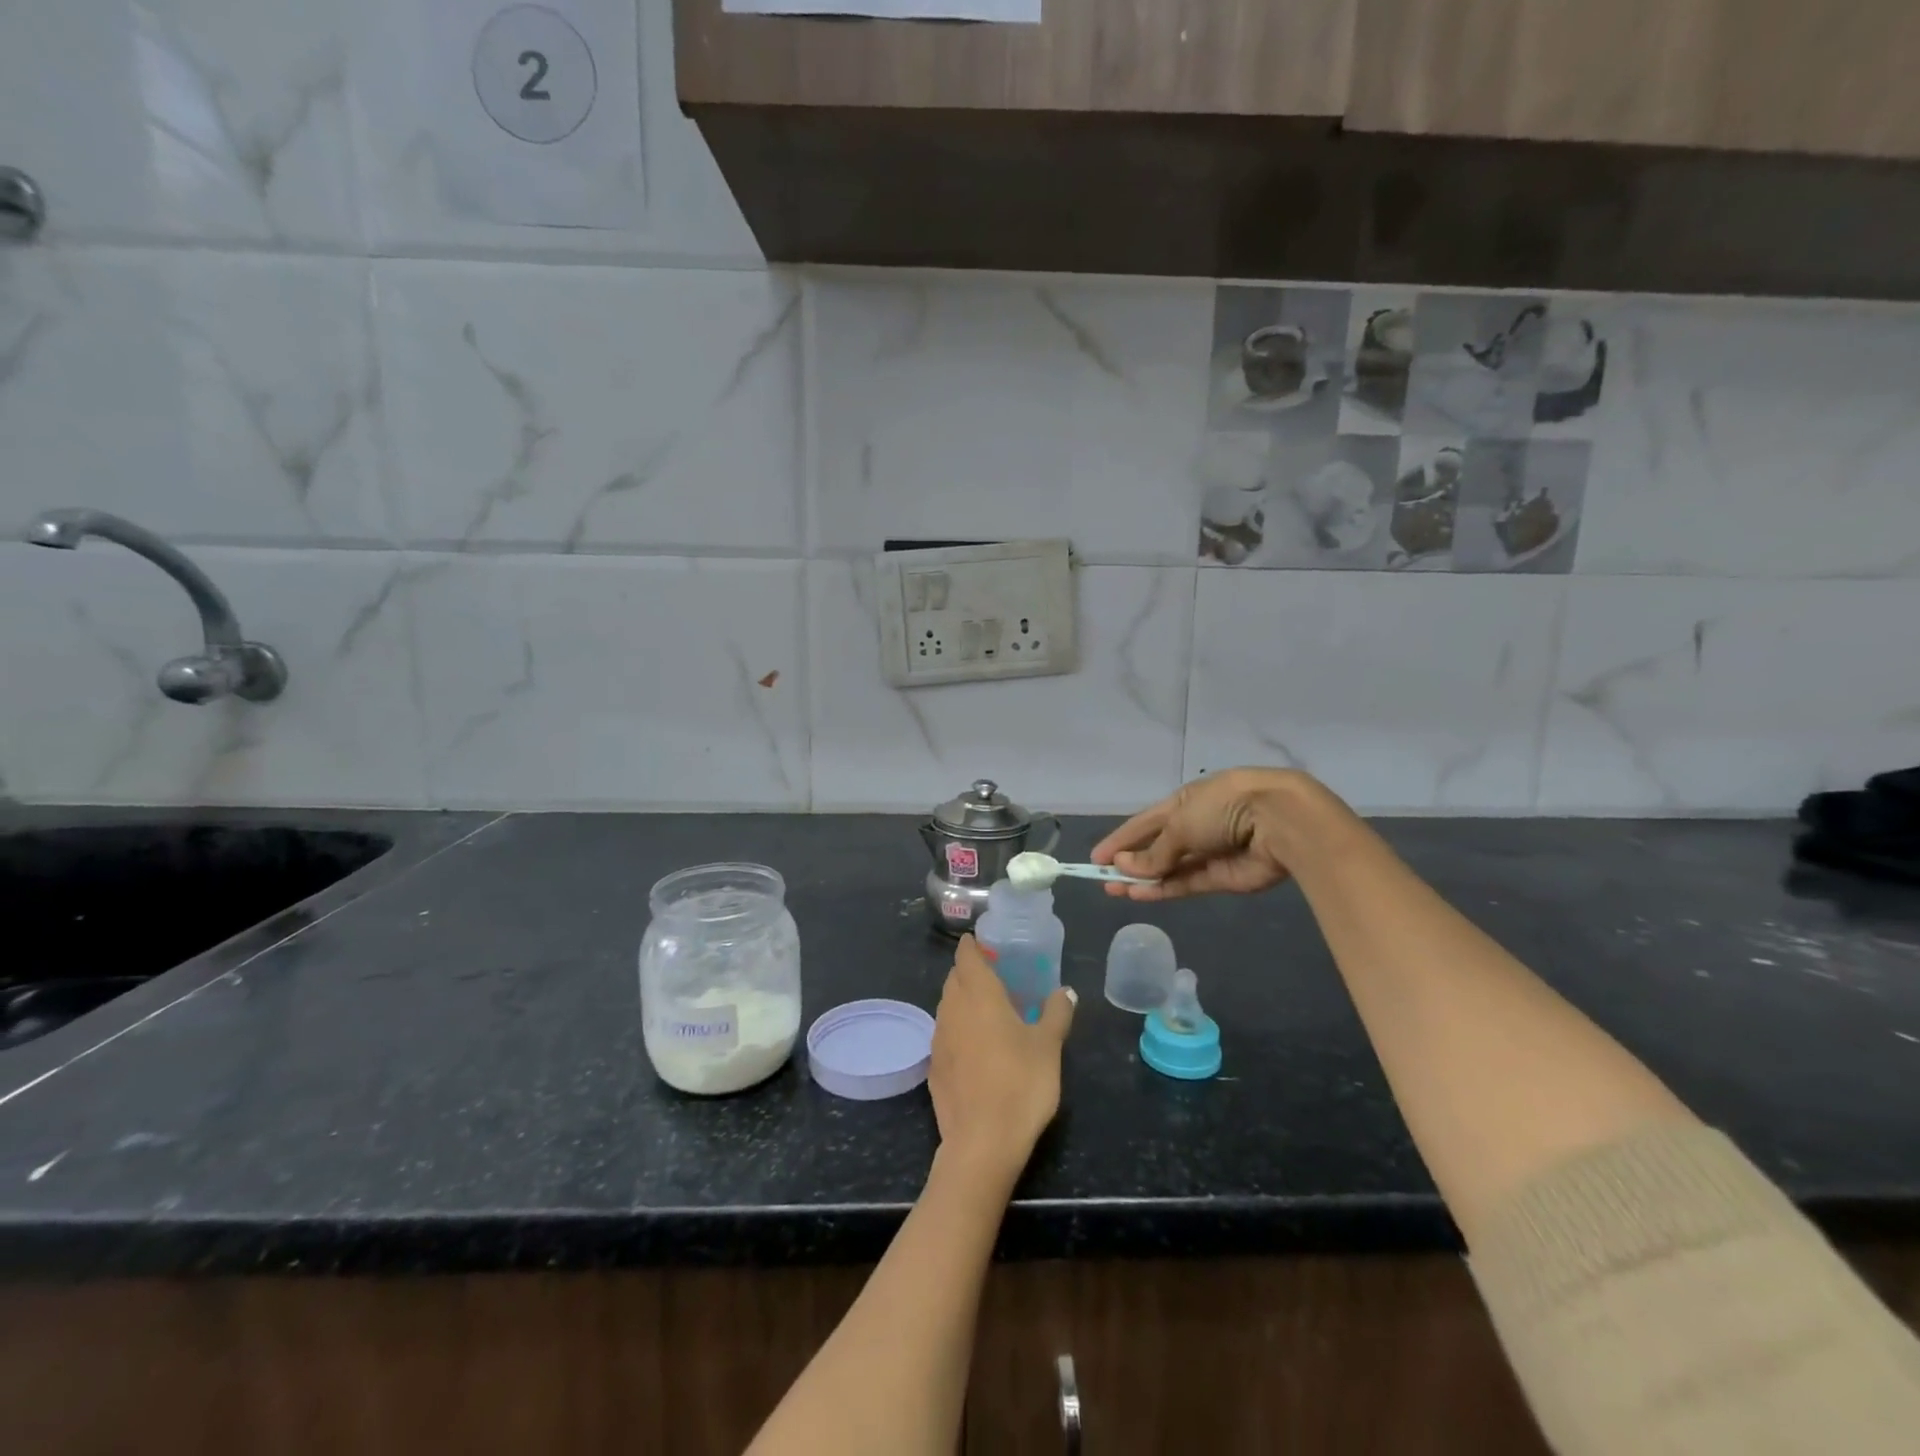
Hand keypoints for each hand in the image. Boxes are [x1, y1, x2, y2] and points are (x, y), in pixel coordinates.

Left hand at [929, 935, 1075, 1186]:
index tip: (984, 944)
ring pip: (947, 1006)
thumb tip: (1066, 991)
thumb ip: (1056, 1013)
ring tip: (987, 1010)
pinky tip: (975, 1046)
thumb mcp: (1049, 1046)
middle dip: (969, 972)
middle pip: (954, 979)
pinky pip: (944, 1034)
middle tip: (993, 976)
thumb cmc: (1021, 1084)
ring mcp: (939, 1039)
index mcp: (979, 995)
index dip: (972, 946)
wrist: (982, 1142)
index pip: (966, 957)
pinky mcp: (933, 1067)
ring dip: (962, 1000)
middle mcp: (952, 1009)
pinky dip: (958, 1029)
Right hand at [1091, 767, 1342, 901]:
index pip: (1145, 822)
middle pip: (1156, 847)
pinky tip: (1139, 895)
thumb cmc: (1223, 807)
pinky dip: (1163, 889)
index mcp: (1185, 801)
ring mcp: (1209, 853)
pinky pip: (1185, 883)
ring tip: (1114, 891)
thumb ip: (1154, 851)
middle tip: (1102, 879)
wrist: (1279, 822)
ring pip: (1169, 869)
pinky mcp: (1222, 878)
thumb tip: (1126, 867)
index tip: (1097, 857)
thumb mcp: (1180, 823)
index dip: (1121, 838)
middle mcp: (1196, 826)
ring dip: (1142, 879)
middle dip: (1130, 862)